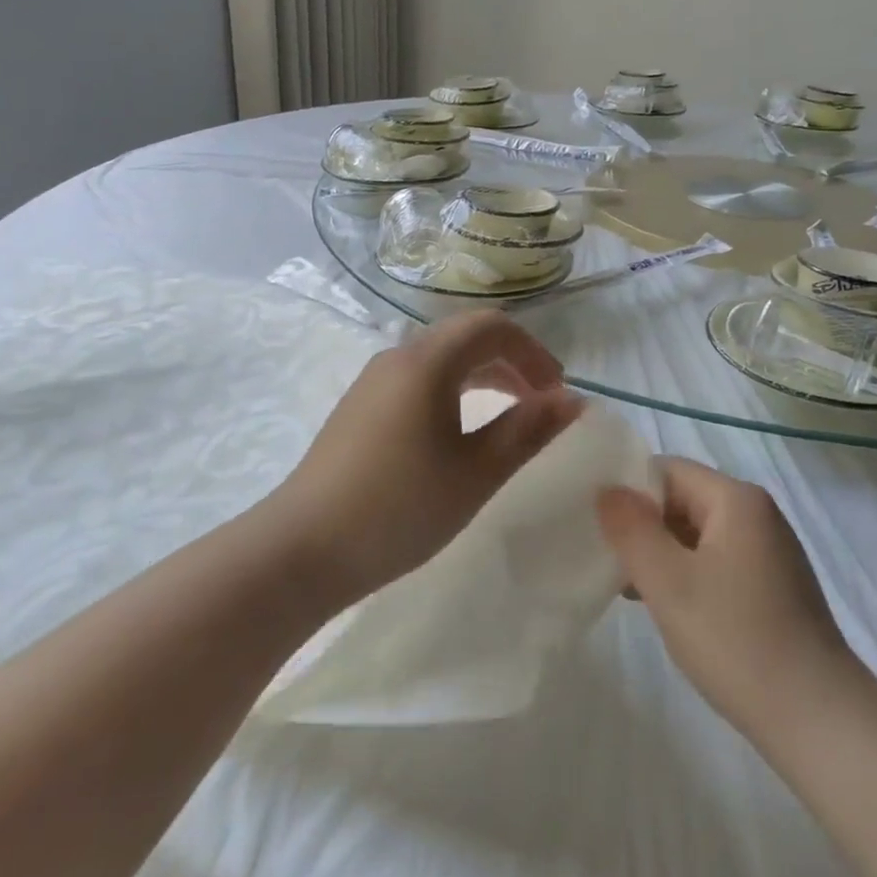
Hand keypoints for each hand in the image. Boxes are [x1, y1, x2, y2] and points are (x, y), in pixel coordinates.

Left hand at [272, 310, 583, 605]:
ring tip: (511, 414)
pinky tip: (461, 431)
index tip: (557, 391)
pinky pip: (419, 378)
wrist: (302, 549)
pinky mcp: (360, 406)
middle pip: (466, 337)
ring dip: (484, 376)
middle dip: (512, 361)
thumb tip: (573, 400)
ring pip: (442, 358)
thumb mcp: (476, 473)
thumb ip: (528, 430)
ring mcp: (373, 381)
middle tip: (542, 402)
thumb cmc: (399, 507)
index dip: (533, 351)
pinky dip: (454, 390)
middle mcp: (398, 357)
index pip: (492, 327)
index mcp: (427, 362)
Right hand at [597, 457, 857, 741]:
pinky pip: (719, 561)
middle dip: (644, 527)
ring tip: (632, 591)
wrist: (818, 719)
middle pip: (684, 499)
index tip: (599, 528)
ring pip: (699, 534)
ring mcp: (770, 550)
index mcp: (736, 499)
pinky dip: (690, 575)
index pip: (668, 470)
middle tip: (611, 563)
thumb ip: (631, 529)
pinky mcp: (775, 585)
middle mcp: (758, 513)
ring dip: (664, 555)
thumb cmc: (736, 640)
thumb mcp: (669, 582)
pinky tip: (672, 610)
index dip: (629, 492)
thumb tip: (608, 489)